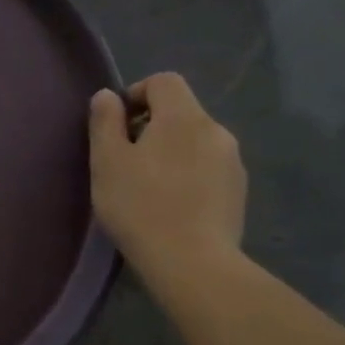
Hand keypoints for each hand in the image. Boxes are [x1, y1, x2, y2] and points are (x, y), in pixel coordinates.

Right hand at [89, 74, 245, 277]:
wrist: (193, 263)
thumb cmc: (140, 206)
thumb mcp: (107, 162)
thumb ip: (105, 122)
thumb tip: (108, 96)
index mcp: (183, 117)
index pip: (164, 81)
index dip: (137, 93)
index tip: (117, 124)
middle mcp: (215, 130)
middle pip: (181, 110)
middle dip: (152, 125)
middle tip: (125, 159)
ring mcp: (233, 161)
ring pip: (195, 140)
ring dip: (171, 151)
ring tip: (148, 185)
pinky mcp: (239, 190)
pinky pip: (208, 166)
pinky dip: (188, 173)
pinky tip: (171, 204)